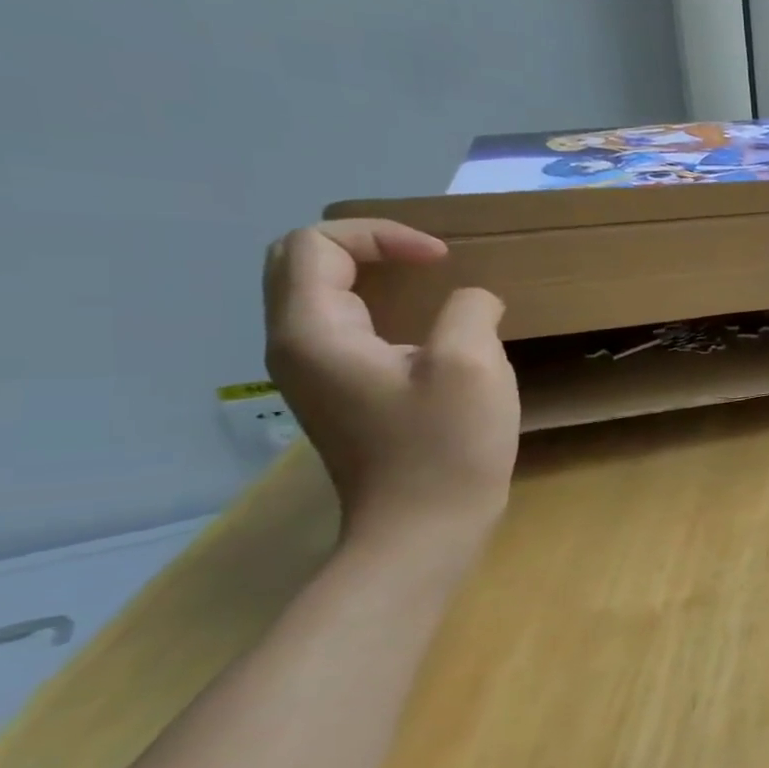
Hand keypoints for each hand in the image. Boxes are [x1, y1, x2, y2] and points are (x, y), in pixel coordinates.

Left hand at [263, 219, 519, 546]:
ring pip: (318, 296)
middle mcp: (296, 348)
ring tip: (430, 285)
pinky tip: (427, 329)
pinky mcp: (339, 396)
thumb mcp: (471, 364)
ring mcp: (313, 376)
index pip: (316, 245)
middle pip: (300, 263)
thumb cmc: (446, 447)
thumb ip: (469, 310)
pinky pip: (343, 329)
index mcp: (314, 333)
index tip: (443, 262)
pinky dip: (378, 309)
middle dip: (365, 246)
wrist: (423, 532)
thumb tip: (471, 303)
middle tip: (426, 260)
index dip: (381, 236)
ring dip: (370, 276)